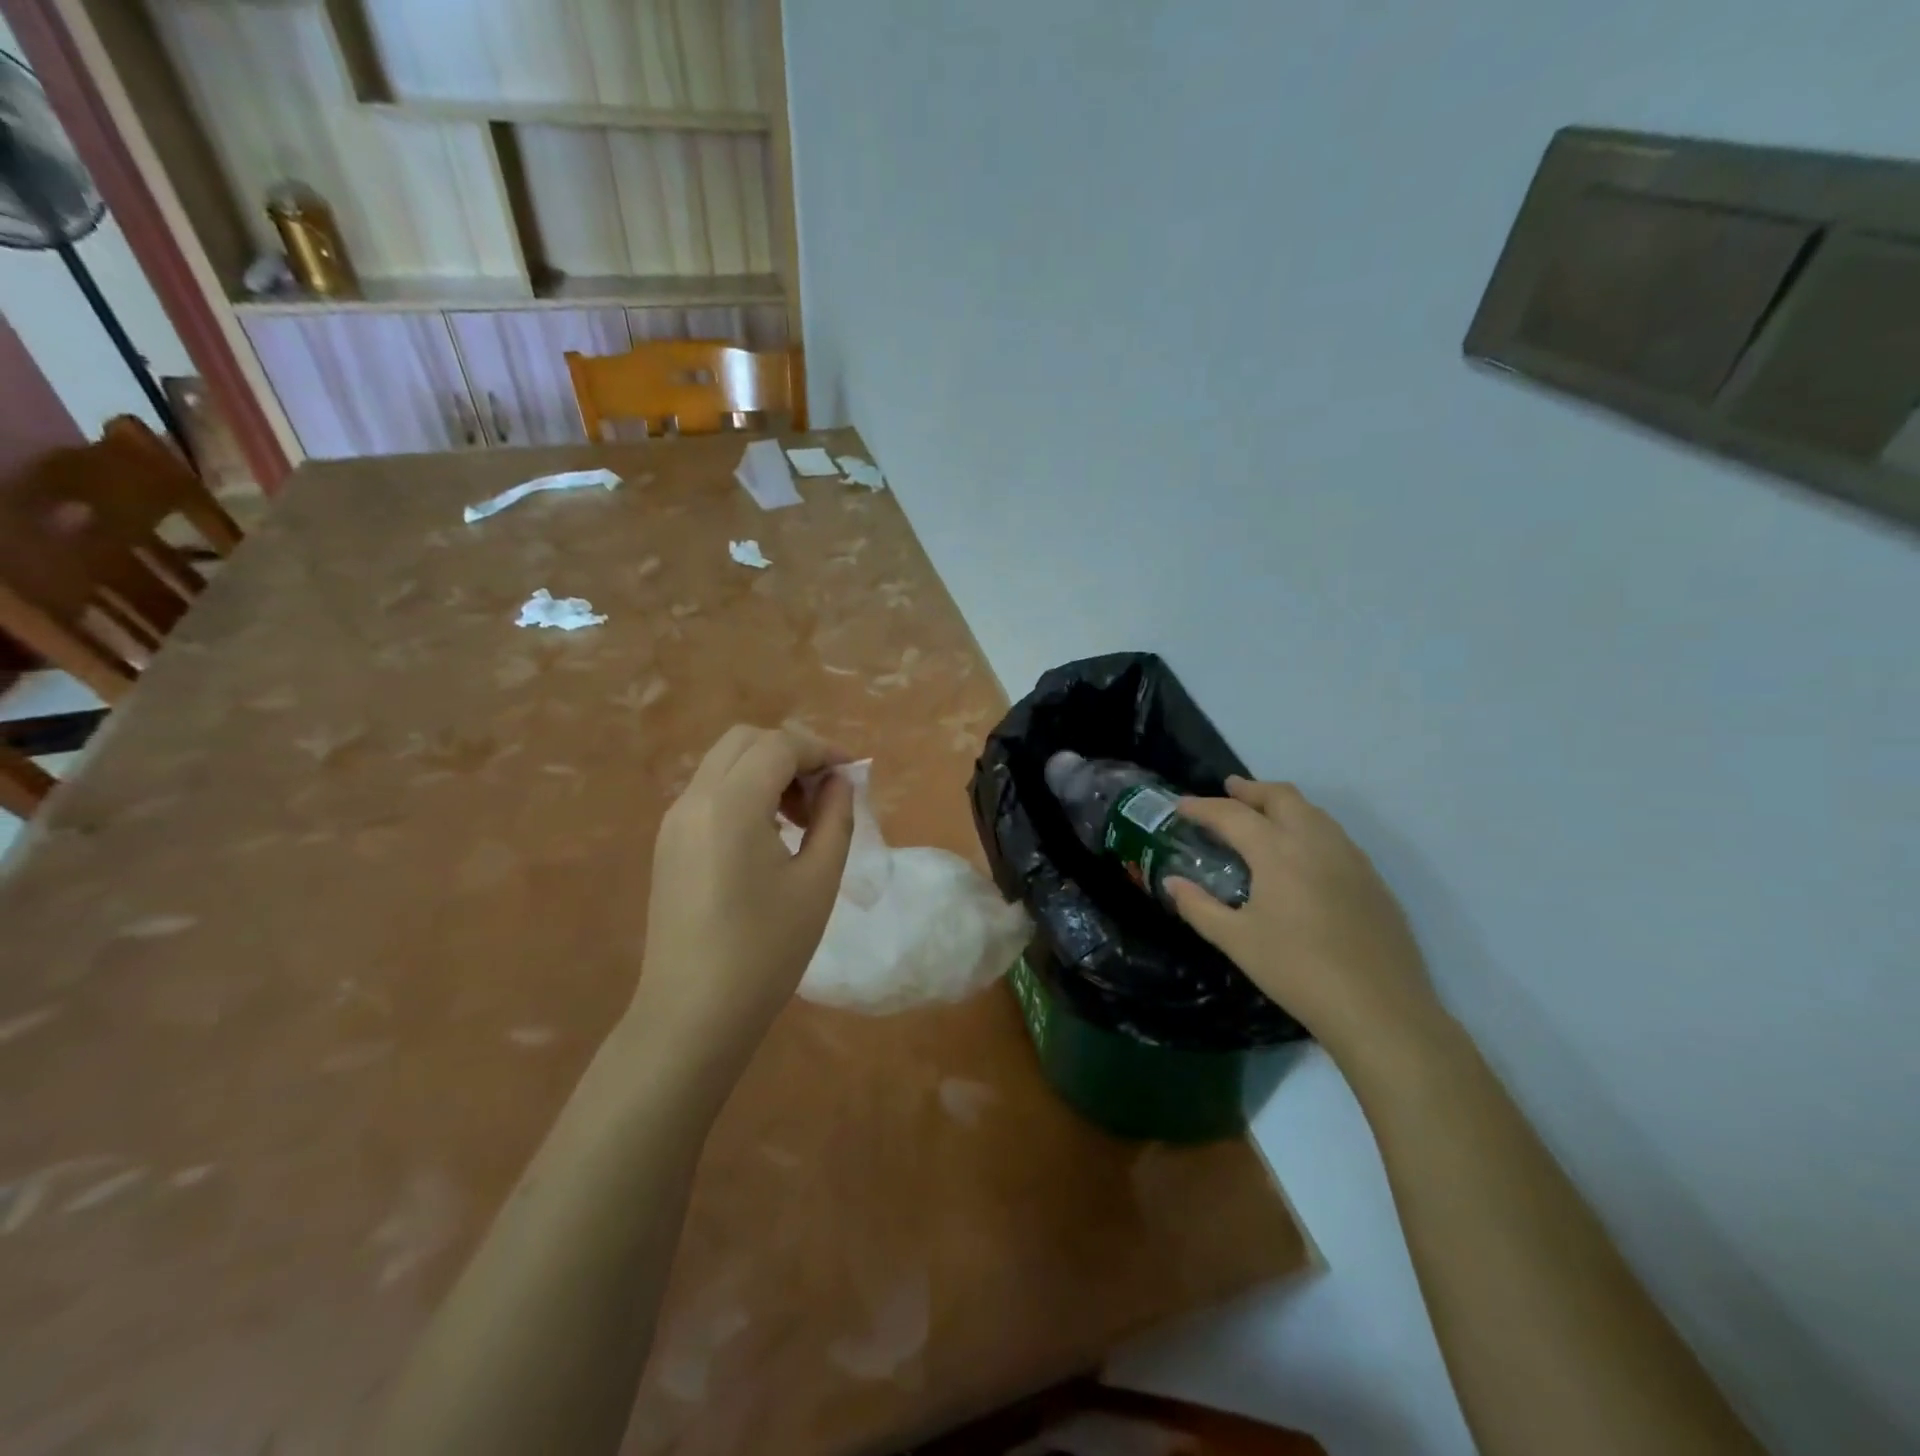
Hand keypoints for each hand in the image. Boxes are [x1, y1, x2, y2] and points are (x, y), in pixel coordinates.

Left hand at [628, 725, 855, 1072]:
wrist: (693, 1014)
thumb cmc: (765, 950)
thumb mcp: (817, 881)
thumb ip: (835, 818)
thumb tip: (840, 782)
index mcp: (730, 805)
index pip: (779, 745)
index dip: (821, 750)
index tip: (853, 774)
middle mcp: (694, 800)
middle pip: (745, 741)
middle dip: (792, 752)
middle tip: (825, 792)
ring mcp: (674, 821)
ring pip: (724, 763)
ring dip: (767, 770)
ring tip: (802, 817)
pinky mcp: (669, 843)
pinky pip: (710, 792)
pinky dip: (745, 791)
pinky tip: (770, 834)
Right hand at [1166, 777, 1441, 1063]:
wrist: (1380, 1009)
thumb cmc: (1297, 971)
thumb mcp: (1237, 941)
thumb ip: (1199, 907)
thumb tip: (1170, 883)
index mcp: (1277, 851)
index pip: (1232, 814)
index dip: (1202, 807)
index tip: (1180, 805)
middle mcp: (1315, 841)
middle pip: (1280, 796)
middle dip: (1250, 790)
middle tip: (1228, 790)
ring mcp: (1350, 857)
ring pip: (1313, 811)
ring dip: (1282, 803)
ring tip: (1263, 815)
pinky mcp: (1372, 878)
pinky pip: (1334, 834)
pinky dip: (1308, 826)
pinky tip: (1301, 854)